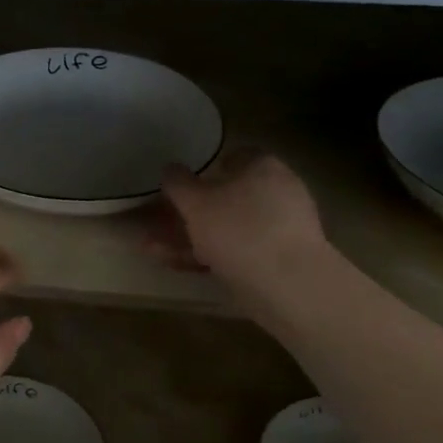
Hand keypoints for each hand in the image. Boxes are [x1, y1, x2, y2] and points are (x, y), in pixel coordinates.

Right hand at [146, 152, 329, 304]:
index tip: (181, 185)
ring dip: (190, 238)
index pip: (233, 157)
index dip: (204, 169)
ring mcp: (279, 229)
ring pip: (226, 228)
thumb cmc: (240, 229)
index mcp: (263, 167)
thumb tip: (170, 168)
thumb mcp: (196, 202)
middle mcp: (276, 193)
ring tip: (153, 250)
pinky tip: (178, 266)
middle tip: (157, 224)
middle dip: (189, 212)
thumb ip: (178, 183)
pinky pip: (236, 251)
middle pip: (226, 197)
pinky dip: (208, 256)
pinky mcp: (277, 261)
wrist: (289, 285)